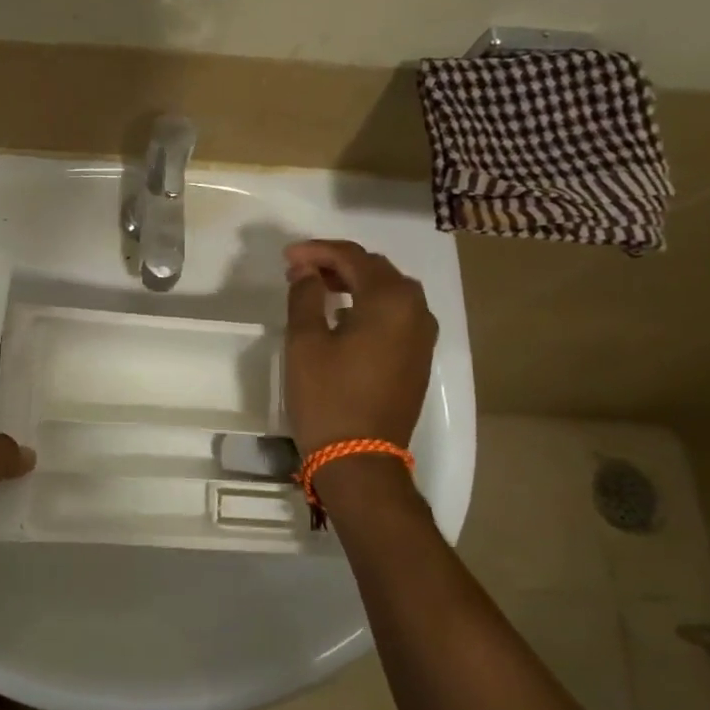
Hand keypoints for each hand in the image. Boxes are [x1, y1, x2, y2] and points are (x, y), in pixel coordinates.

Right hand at [283, 239, 437, 453]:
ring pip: (389, 291)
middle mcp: (416, 310)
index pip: (353, 257)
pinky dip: (369, 305)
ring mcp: (422, 336)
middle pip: (376, 270)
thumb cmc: (327, 396)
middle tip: (300, 271)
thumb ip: (305, 296)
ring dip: (354, 283)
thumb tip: (306, 271)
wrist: (360, 459)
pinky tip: (342, 316)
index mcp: (391, 300)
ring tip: (317, 289)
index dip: (317, 251)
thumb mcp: (305, 342)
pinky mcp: (418, 357)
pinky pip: (396, 315)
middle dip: (337, 264)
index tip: (287, 257)